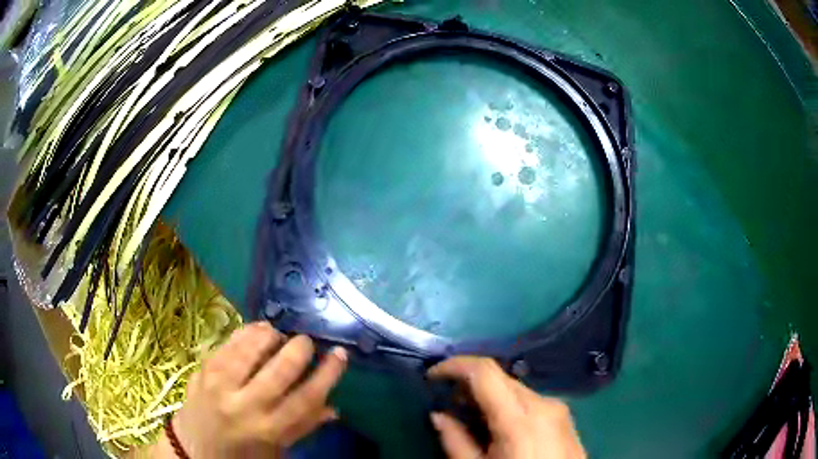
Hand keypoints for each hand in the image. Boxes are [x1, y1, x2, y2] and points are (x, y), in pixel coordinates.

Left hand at [154, 322, 347, 457]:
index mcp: (268, 430)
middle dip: (299, 349)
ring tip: (280, 333)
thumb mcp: (276, 450)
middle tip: (307, 341)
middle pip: (279, 369)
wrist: (193, 451)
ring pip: (250, 349)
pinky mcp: (202, 370)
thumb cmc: (241, 455)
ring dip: (270, 335)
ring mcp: (219, 385)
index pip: (305, 399)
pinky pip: (227, 344)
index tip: (340, 354)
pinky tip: (256, 329)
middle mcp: (244, 405)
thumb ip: (303, 426)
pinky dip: (245, 332)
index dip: (327, 374)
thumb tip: (333, 407)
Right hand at [428, 357, 585, 458]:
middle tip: (449, 403)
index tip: (432, 376)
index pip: (485, 372)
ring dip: (489, 396)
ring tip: (472, 419)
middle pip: (500, 379)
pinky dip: (508, 405)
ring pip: (514, 389)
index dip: (454, 365)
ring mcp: (557, 409)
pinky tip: (499, 427)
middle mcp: (542, 404)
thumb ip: (456, 442)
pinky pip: (530, 401)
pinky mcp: (564, 416)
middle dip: (469, 384)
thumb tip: (438, 415)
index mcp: (520, 419)